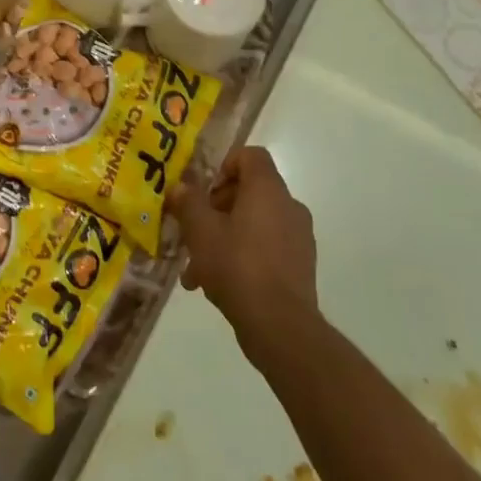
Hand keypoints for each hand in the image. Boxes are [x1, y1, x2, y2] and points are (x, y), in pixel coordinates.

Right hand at [170, 146, 317, 352]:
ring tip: (195, 268)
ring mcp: (299, 237)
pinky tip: (217, 285)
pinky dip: (242, 256)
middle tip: (192, 232)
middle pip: (249, 191)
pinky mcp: (300, 265)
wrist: (280, 325)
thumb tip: (180, 187)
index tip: (202, 191)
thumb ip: (188, 202)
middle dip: (215, 208)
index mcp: (268, 189)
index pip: (250, 155)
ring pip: (254, 223)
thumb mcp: (200, 231)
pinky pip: (266, 248)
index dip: (223, 165)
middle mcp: (289, 206)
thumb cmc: (237, 266)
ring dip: (224, 237)